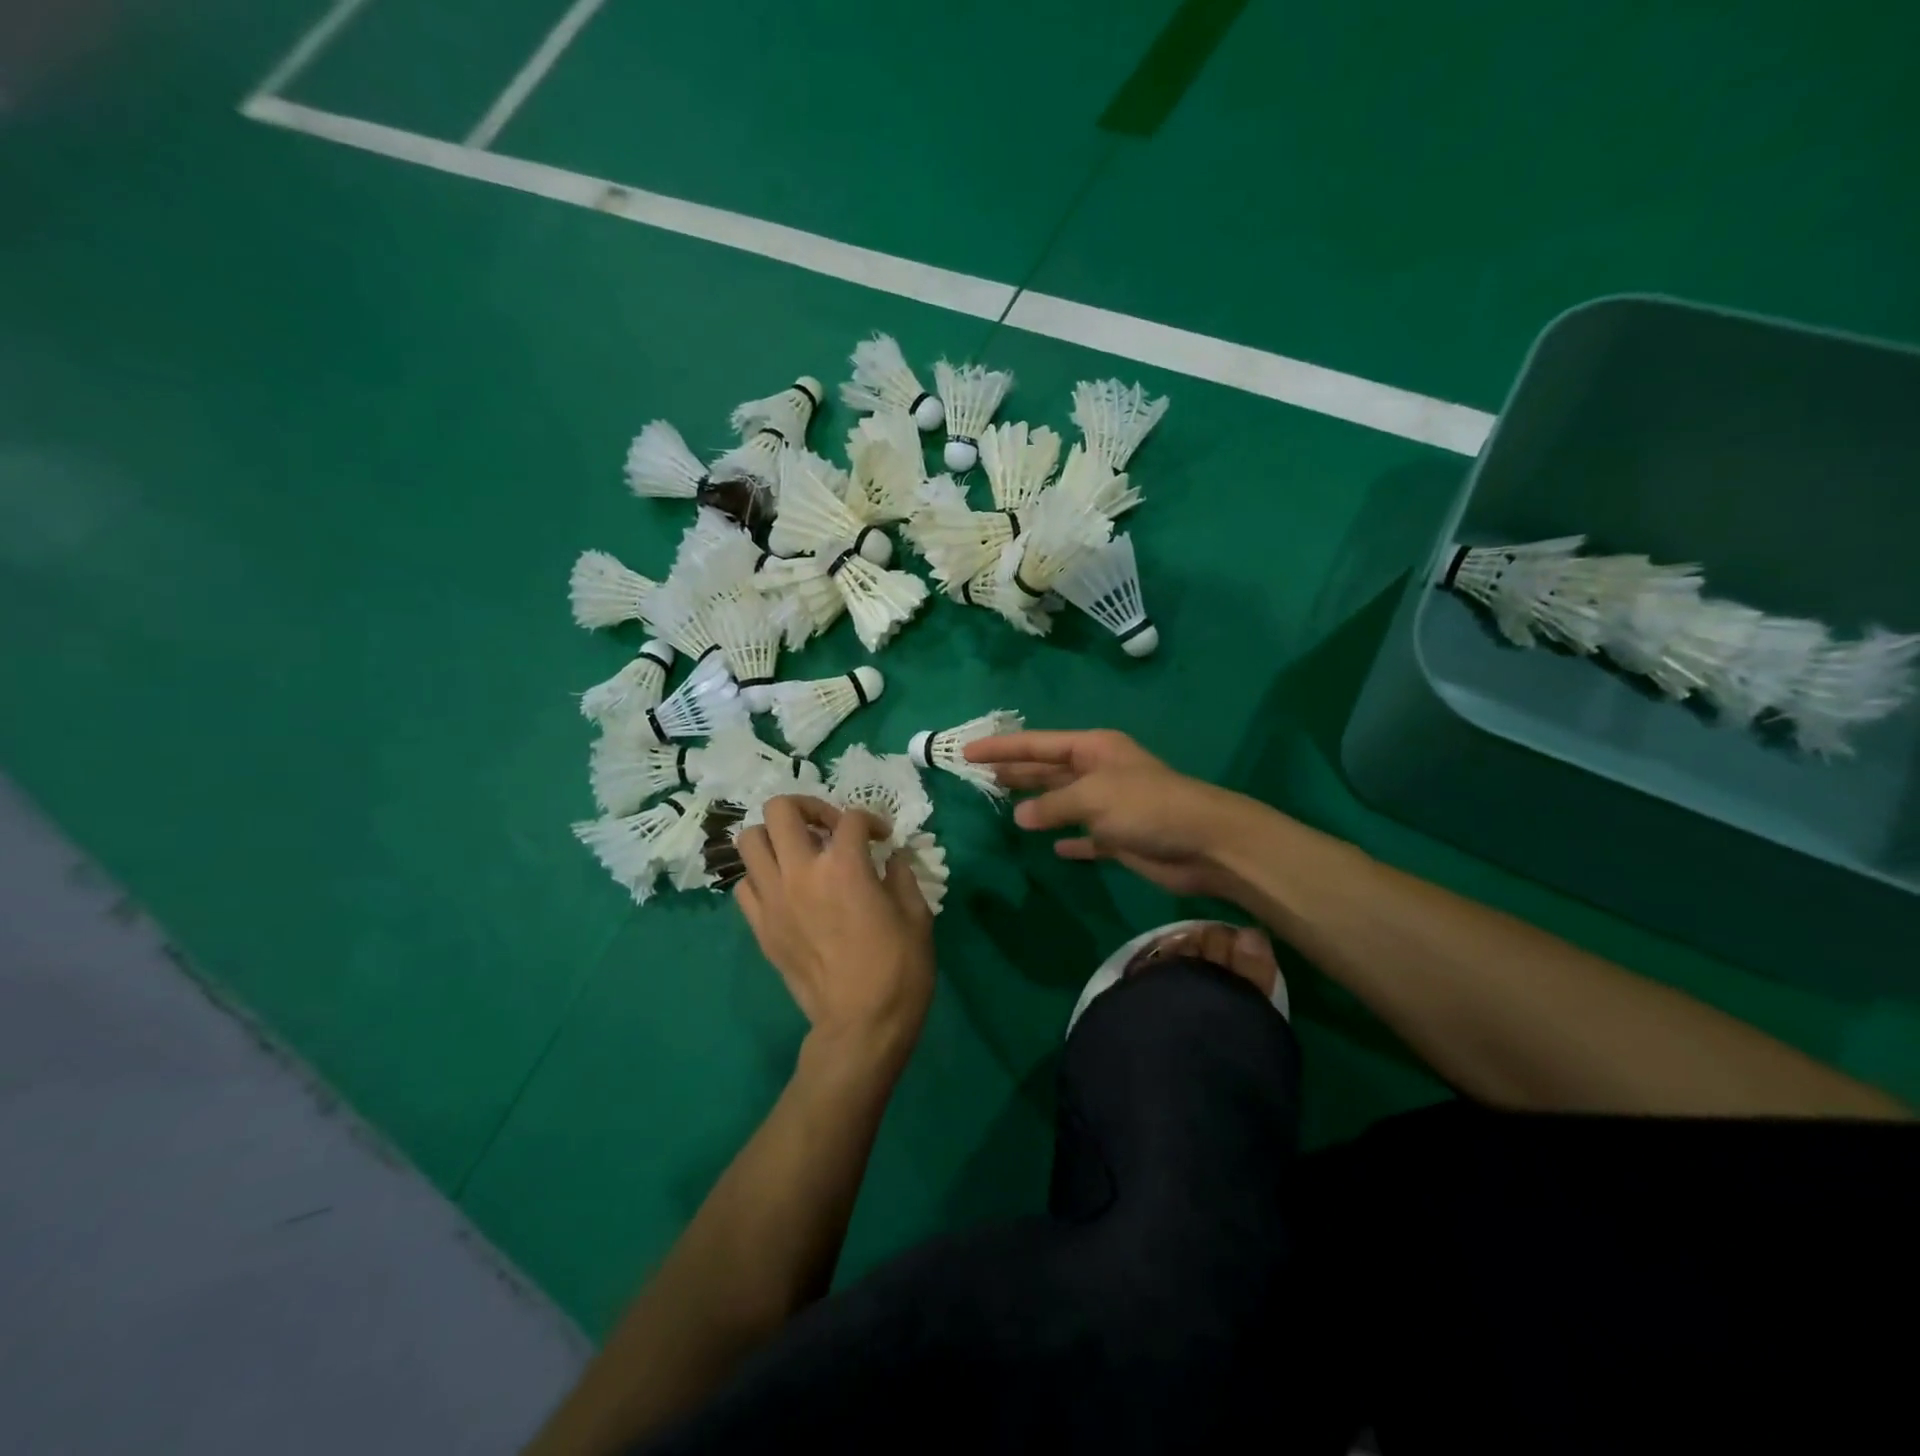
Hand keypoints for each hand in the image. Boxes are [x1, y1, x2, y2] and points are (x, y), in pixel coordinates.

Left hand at [734, 796, 934, 1058]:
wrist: (861, 1025)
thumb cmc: (898, 969)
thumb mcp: (917, 915)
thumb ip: (901, 875)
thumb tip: (891, 858)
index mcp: (844, 866)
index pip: (851, 818)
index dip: (871, 820)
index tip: (882, 838)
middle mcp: (800, 872)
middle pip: (781, 810)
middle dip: (808, 807)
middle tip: (828, 828)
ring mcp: (773, 899)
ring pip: (750, 840)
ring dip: (775, 837)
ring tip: (800, 852)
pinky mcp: (760, 927)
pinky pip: (744, 885)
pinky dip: (762, 876)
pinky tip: (785, 887)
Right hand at [963, 729, 1261, 900]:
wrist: (1204, 843)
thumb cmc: (1148, 807)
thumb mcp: (1094, 797)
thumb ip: (1053, 805)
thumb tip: (1021, 816)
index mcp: (1093, 750)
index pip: (1037, 744)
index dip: (1002, 747)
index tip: (967, 751)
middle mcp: (1099, 772)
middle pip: (1048, 769)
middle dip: (1016, 770)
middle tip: (978, 774)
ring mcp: (1109, 805)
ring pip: (1062, 801)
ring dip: (1036, 802)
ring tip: (1003, 803)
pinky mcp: (1119, 837)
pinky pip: (1084, 836)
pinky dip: (1068, 839)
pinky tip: (1051, 846)